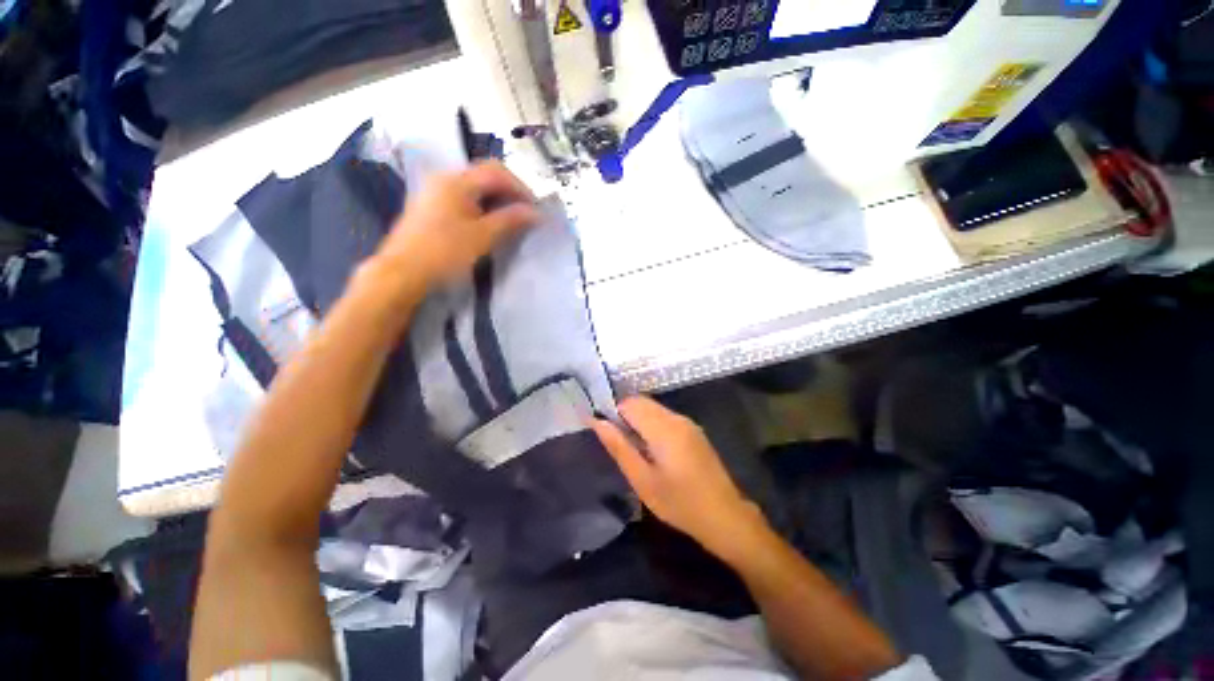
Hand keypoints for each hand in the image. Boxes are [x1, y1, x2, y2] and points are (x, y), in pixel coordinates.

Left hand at [377, 161, 539, 288]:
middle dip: (509, 193)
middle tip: (526, 215)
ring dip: (497, 201)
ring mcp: (435, 192)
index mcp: (456, 181)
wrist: (403, 272)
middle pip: (485, 176)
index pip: (497, 172)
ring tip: (512, 222)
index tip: (535, 209)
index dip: (520, 188)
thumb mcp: (483, 236)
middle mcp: (444, 179)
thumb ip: (511, 220)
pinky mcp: (432, 207)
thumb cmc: (445, 252)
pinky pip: (464, 199)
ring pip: (475, 189)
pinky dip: (482, 207)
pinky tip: (489, 225)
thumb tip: (536, 213)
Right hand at [591, 396, 766, 557]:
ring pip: (653, 408)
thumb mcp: (642, 480)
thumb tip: (597, 422)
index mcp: (663, 427)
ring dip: (638, 420)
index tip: (606, 435)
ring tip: (634, 450)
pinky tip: (653, 450)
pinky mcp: (693, 430)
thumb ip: (619, 447)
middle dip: (625, 416)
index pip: (629, 403)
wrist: (725, 516)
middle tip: (619, 445)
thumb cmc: (679, 503)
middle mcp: (676, 418)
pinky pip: (665, 417)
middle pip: (642, 402)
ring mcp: (687, 423)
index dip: (613, 413)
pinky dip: (652, 425)